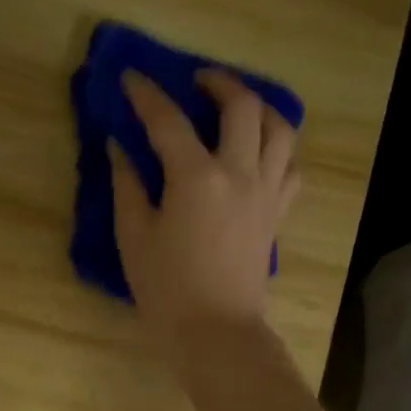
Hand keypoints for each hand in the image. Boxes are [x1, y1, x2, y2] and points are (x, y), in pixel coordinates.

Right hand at [109, 70, 299, 365]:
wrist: (217, 333)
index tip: (131, 77)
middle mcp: (239, 173)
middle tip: (196, 81)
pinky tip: (260, 151)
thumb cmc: (167, 290)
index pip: (168, 120)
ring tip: (237, 106)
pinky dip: (278, 148)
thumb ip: (127, 186)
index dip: (146, 94)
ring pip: (280, 129)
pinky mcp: (277, 213)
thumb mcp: (134, 237)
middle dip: (218, 83)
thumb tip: (120, 148)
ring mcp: (266, 192)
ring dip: (259, 107)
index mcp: (196, 178)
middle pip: (242, 106)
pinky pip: (290, 166)